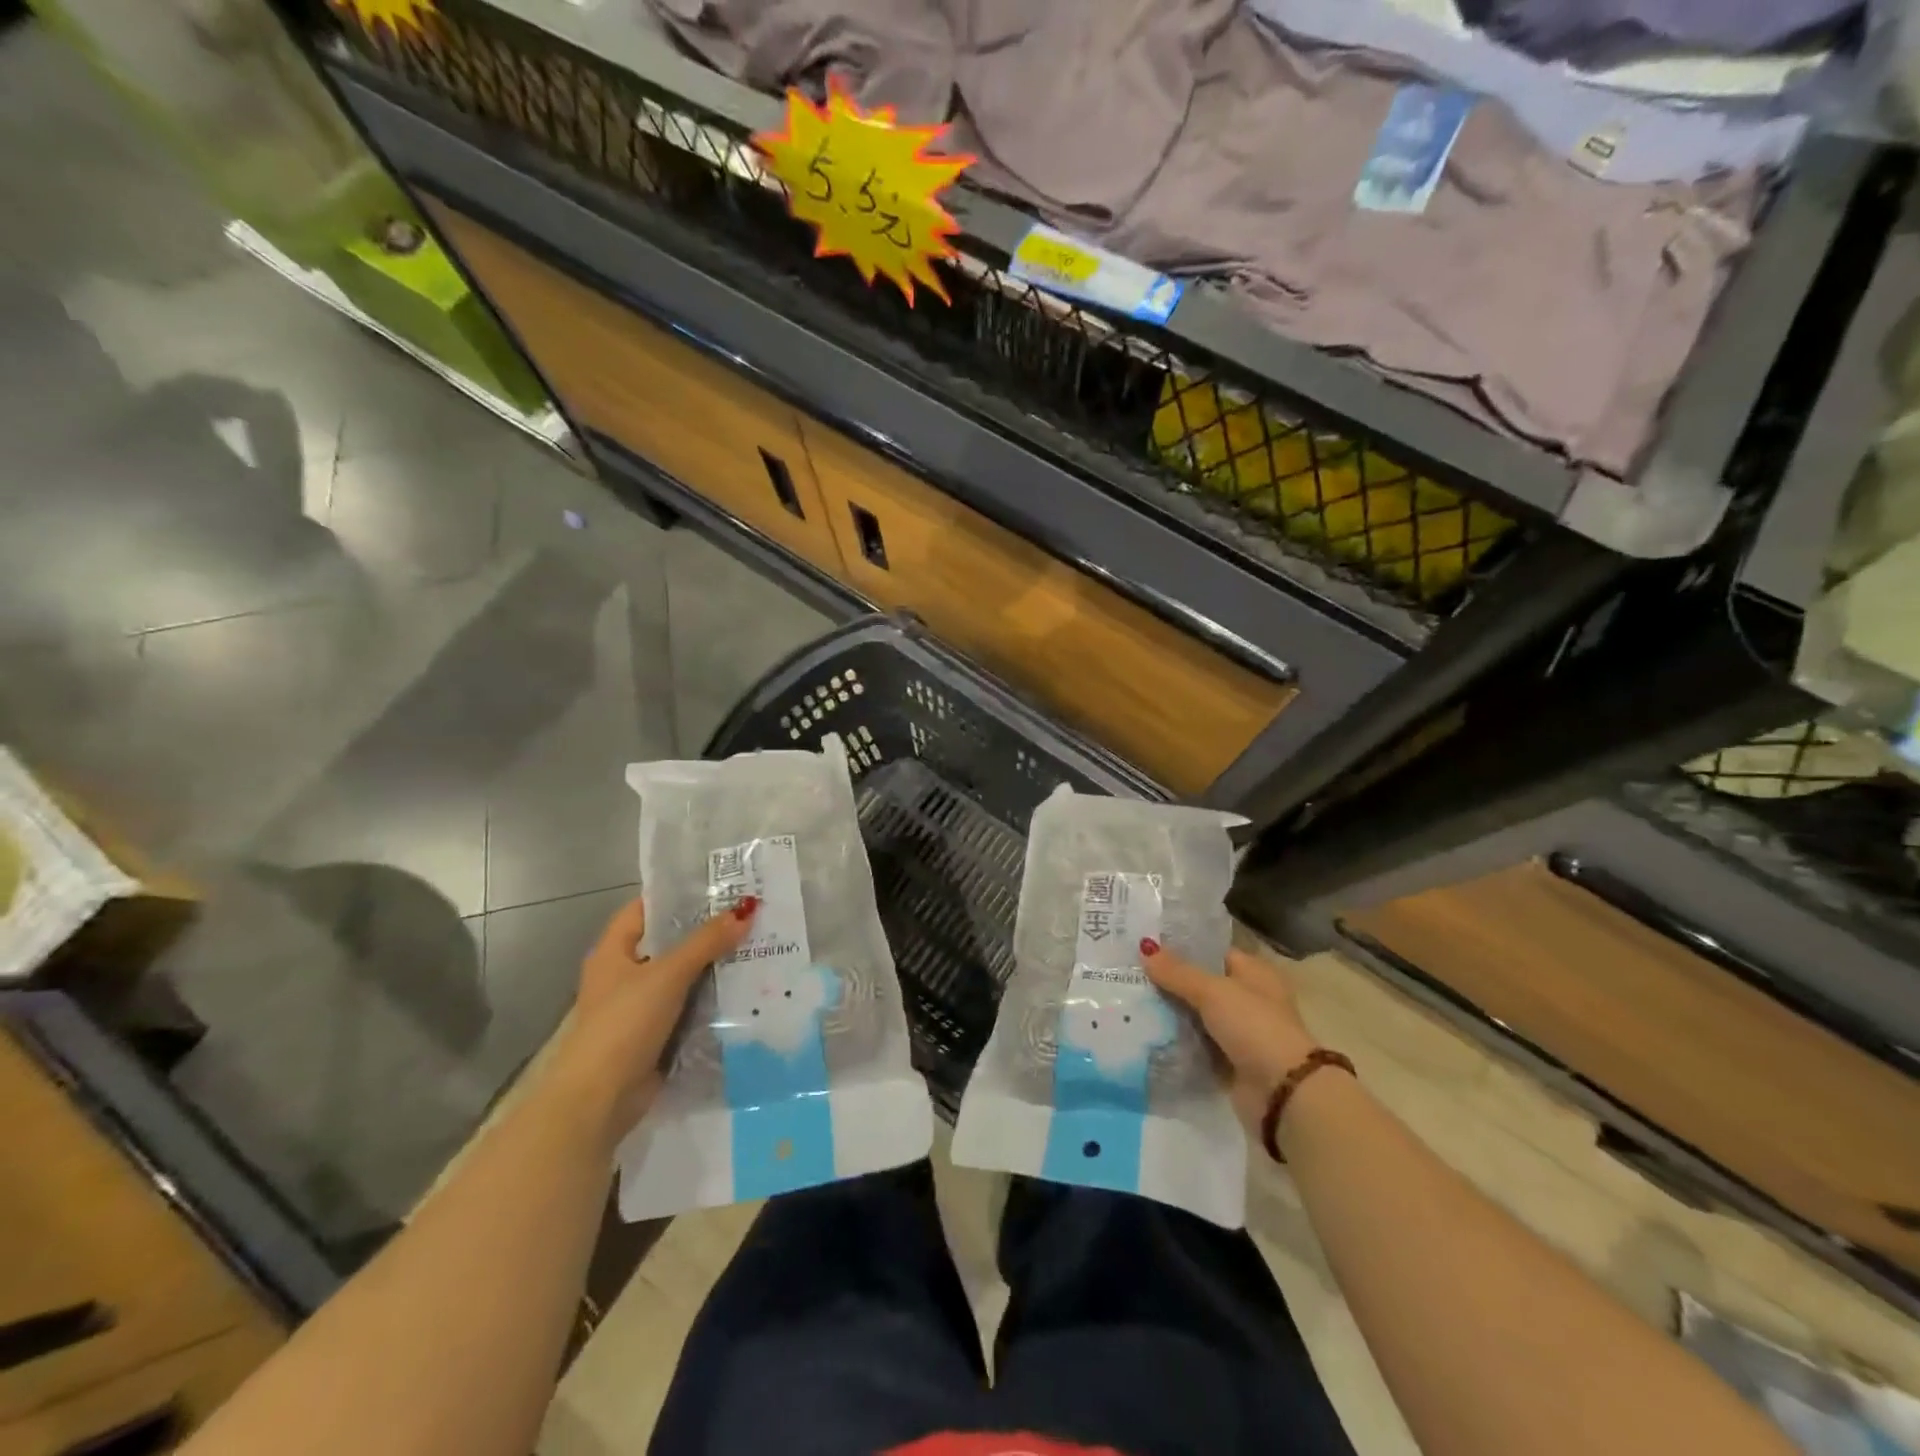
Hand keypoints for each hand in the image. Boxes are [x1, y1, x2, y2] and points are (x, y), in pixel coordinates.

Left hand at [548, 895, 757, 1142]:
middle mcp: (625, 975)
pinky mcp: (657, 1036)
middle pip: (670, 943)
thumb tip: (746, 909)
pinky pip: (690, 1008)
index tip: (718, 885)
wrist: (599, 1101)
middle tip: (749, 914)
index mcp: (613, 952)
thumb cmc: (624, 1024)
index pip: (646, 909)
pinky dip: (712, 1000)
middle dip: (707, 932)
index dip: (678, 896)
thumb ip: (706, 941)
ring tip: (757, 945)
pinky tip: (746, 988)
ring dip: (714, 967)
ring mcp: (641, 1008)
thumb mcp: (668, 974)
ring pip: (684, 977)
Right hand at [1144, 942, 1320, 1134]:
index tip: (1147, 946)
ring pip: (1196, 1017)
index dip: (1183, 948)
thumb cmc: (1254, 1026)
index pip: (1213, 953)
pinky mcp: (1229, 1062)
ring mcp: (1239, 1033)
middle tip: (1130, 973)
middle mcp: (1248, 1000)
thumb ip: (1178, 972)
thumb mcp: (1213, 992)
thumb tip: (1145, 947)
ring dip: (1170, 1014)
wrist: (1282, 1093)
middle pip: (1202, 986)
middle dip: (1170, 983)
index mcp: (1255, 974)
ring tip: (1129, 1001)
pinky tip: (1145, 1033)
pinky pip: (1196, 1046)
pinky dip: (1176, 1042)